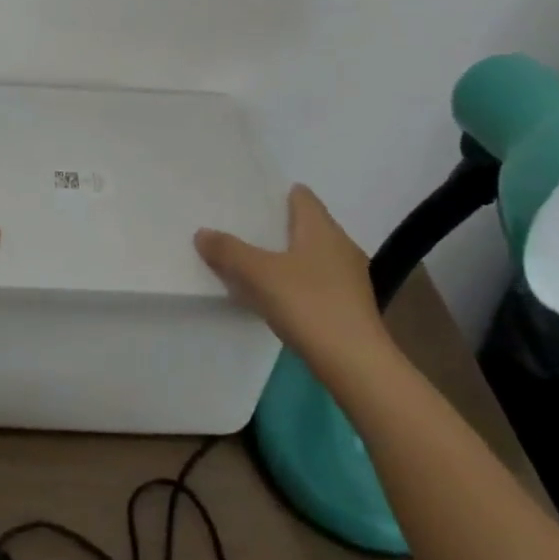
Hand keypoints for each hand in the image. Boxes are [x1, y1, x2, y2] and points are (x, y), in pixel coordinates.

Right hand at [195, 185, 389, 370]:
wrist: (356, 364)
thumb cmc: (309, 305)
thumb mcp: (258, 274)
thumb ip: (229, 251)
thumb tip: (202, 232)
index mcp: (322, 228)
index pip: (301, 195)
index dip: (277, 194)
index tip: (250, 200)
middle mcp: (340, 245)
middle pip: (306, 225)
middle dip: (278, 227)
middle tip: (243, 231)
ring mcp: (350, 278)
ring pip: (312, 255)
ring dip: (288, 257)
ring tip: (255, 264)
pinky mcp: (350, 306)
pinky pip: (318, 282)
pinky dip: (298, 283)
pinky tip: (278, 297)